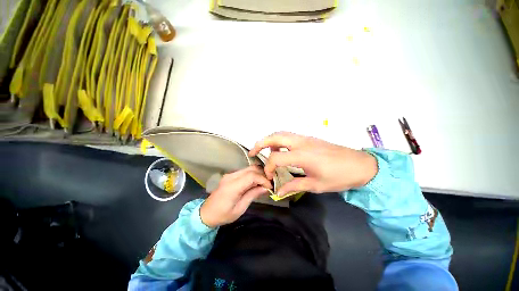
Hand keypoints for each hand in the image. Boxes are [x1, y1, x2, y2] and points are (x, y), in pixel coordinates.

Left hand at [200, 166, 271, 227]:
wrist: (206, 213)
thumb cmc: (223, 215)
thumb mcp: (240, 208)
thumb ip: (252, 195)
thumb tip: (265, 188)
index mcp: (232, 186)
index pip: (252, 176)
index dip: (263, 179)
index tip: (270, 187)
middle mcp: (231, 176)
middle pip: (251, 169)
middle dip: (262, 174)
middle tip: (269, 183)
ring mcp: (230, 174)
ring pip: (248, 168)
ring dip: (258, 173)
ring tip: (264, 183)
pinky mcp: (230, 175)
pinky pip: (245, 171)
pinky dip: (253, 175)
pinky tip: (256, 182)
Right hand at [249, 132, 377, 196]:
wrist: (361, 165)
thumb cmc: (340, 177)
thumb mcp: (316, 185)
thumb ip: (294, 186)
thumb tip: (278, 191)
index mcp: (302, 155)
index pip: (276, 157)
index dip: (268, 167)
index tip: (269, 177)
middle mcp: (301, 142)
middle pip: (275, 136)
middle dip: (260, 143)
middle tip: (253, 152)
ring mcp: (305, 138)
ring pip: (281, 133)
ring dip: (270, 140)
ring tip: (265, 151)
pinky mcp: (309, 138)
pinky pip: (289, 136)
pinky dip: (280, 141)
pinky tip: (281, 150)